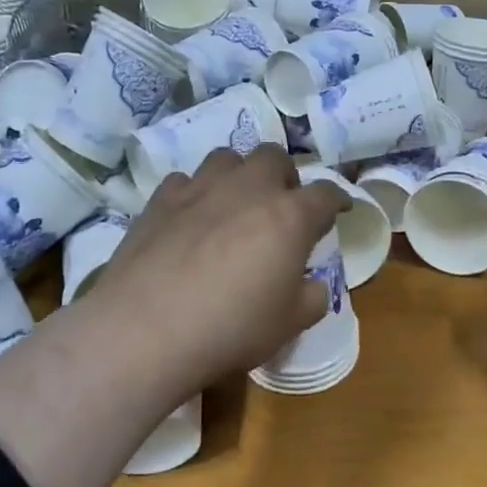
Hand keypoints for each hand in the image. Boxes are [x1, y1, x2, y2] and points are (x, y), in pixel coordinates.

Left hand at [85, 144, 348, 392]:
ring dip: (239, 174)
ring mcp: (200, 189)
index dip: (337, 200)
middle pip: (274, 157)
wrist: (147, 330)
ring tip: (235, 202)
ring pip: (227, 158)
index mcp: (289, 216)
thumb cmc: (233, 327)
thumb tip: (312, 284)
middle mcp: (247, 189)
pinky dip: (196, 193)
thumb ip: (312, 297)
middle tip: (282, 204)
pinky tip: (191, 217)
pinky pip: (185, 180)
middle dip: (285, 176)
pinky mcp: (160, 200)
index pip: (325, 194)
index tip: (339, 209)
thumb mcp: (290, 324)